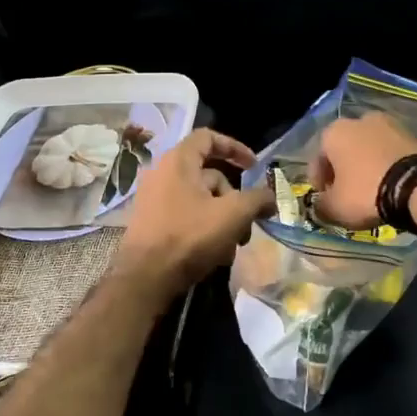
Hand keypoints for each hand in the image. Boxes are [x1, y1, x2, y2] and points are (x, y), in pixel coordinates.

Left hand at [116, 128, 274, 293]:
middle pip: (210, 175)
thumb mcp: (233, 214)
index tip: (254, 167)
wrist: (146, 277)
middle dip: (235, 200)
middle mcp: (163, 174)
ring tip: (233, 247)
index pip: (208, 137)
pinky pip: (187, 217)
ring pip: (201, 200)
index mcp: (178, 161)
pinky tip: (217, 255)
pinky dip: (206, 229)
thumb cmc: (190, 236)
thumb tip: (270, 198)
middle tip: (247, 223)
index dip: (235, 147)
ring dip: (224, 220)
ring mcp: (155, 200)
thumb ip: (257, 199)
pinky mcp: (153, 223)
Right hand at [309, 113, 416, 227]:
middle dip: (344, 170)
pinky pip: (390, 151)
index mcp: (334, 132)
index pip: (318, 159)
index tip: (325, 200)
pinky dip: (387, 164)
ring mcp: (389, 123)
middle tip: (348, 194)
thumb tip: (320, 206)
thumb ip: (320, 206)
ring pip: (369, 148)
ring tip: (372, 190)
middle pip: (344, 150)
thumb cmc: (366, 193)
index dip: (319, 183)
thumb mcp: (335, 207)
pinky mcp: (412, 133)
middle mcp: (359, 119)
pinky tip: (391, 183)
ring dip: (366, 165)